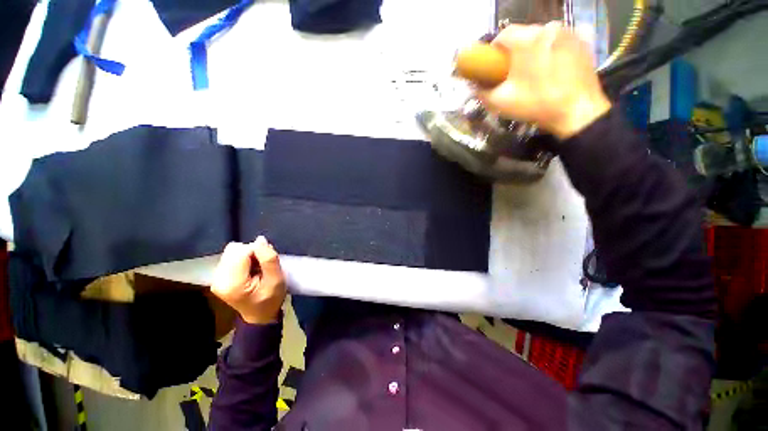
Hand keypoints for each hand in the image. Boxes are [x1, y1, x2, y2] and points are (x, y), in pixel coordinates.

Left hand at [211, 236, 286, 324]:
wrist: (259, 315)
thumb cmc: (271, 299)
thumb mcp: (276, 279)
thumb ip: (269, 259)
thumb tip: (260, 240)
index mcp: (232, 283)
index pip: (243, 252)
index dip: (258, 252)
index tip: (266, 263)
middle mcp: (218, 279)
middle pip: (234, 250)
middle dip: (251, 253)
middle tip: (261, 266)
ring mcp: (215, 278)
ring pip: (231, 252)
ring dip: (247, 256)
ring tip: (255, 269)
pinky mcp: (217, 277)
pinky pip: (230, 257)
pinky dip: (242, 260)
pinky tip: (249, 270)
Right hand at [476, 22, 611, 139]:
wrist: (577, 111)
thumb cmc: (535, 104)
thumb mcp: (500, 102)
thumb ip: (482, 92)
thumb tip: (474, 87)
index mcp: (525, 39)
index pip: (503, 35)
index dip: (494, 51)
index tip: (494, 66)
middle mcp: (547, 28)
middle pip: (524, 34)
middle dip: (515, 51)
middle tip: (513, 73)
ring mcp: (569, 32)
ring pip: (543, 37)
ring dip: (534, 50)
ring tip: (534, 72)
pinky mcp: (584, 40)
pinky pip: (562, 40)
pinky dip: (554, 49)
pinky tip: (553, 65)